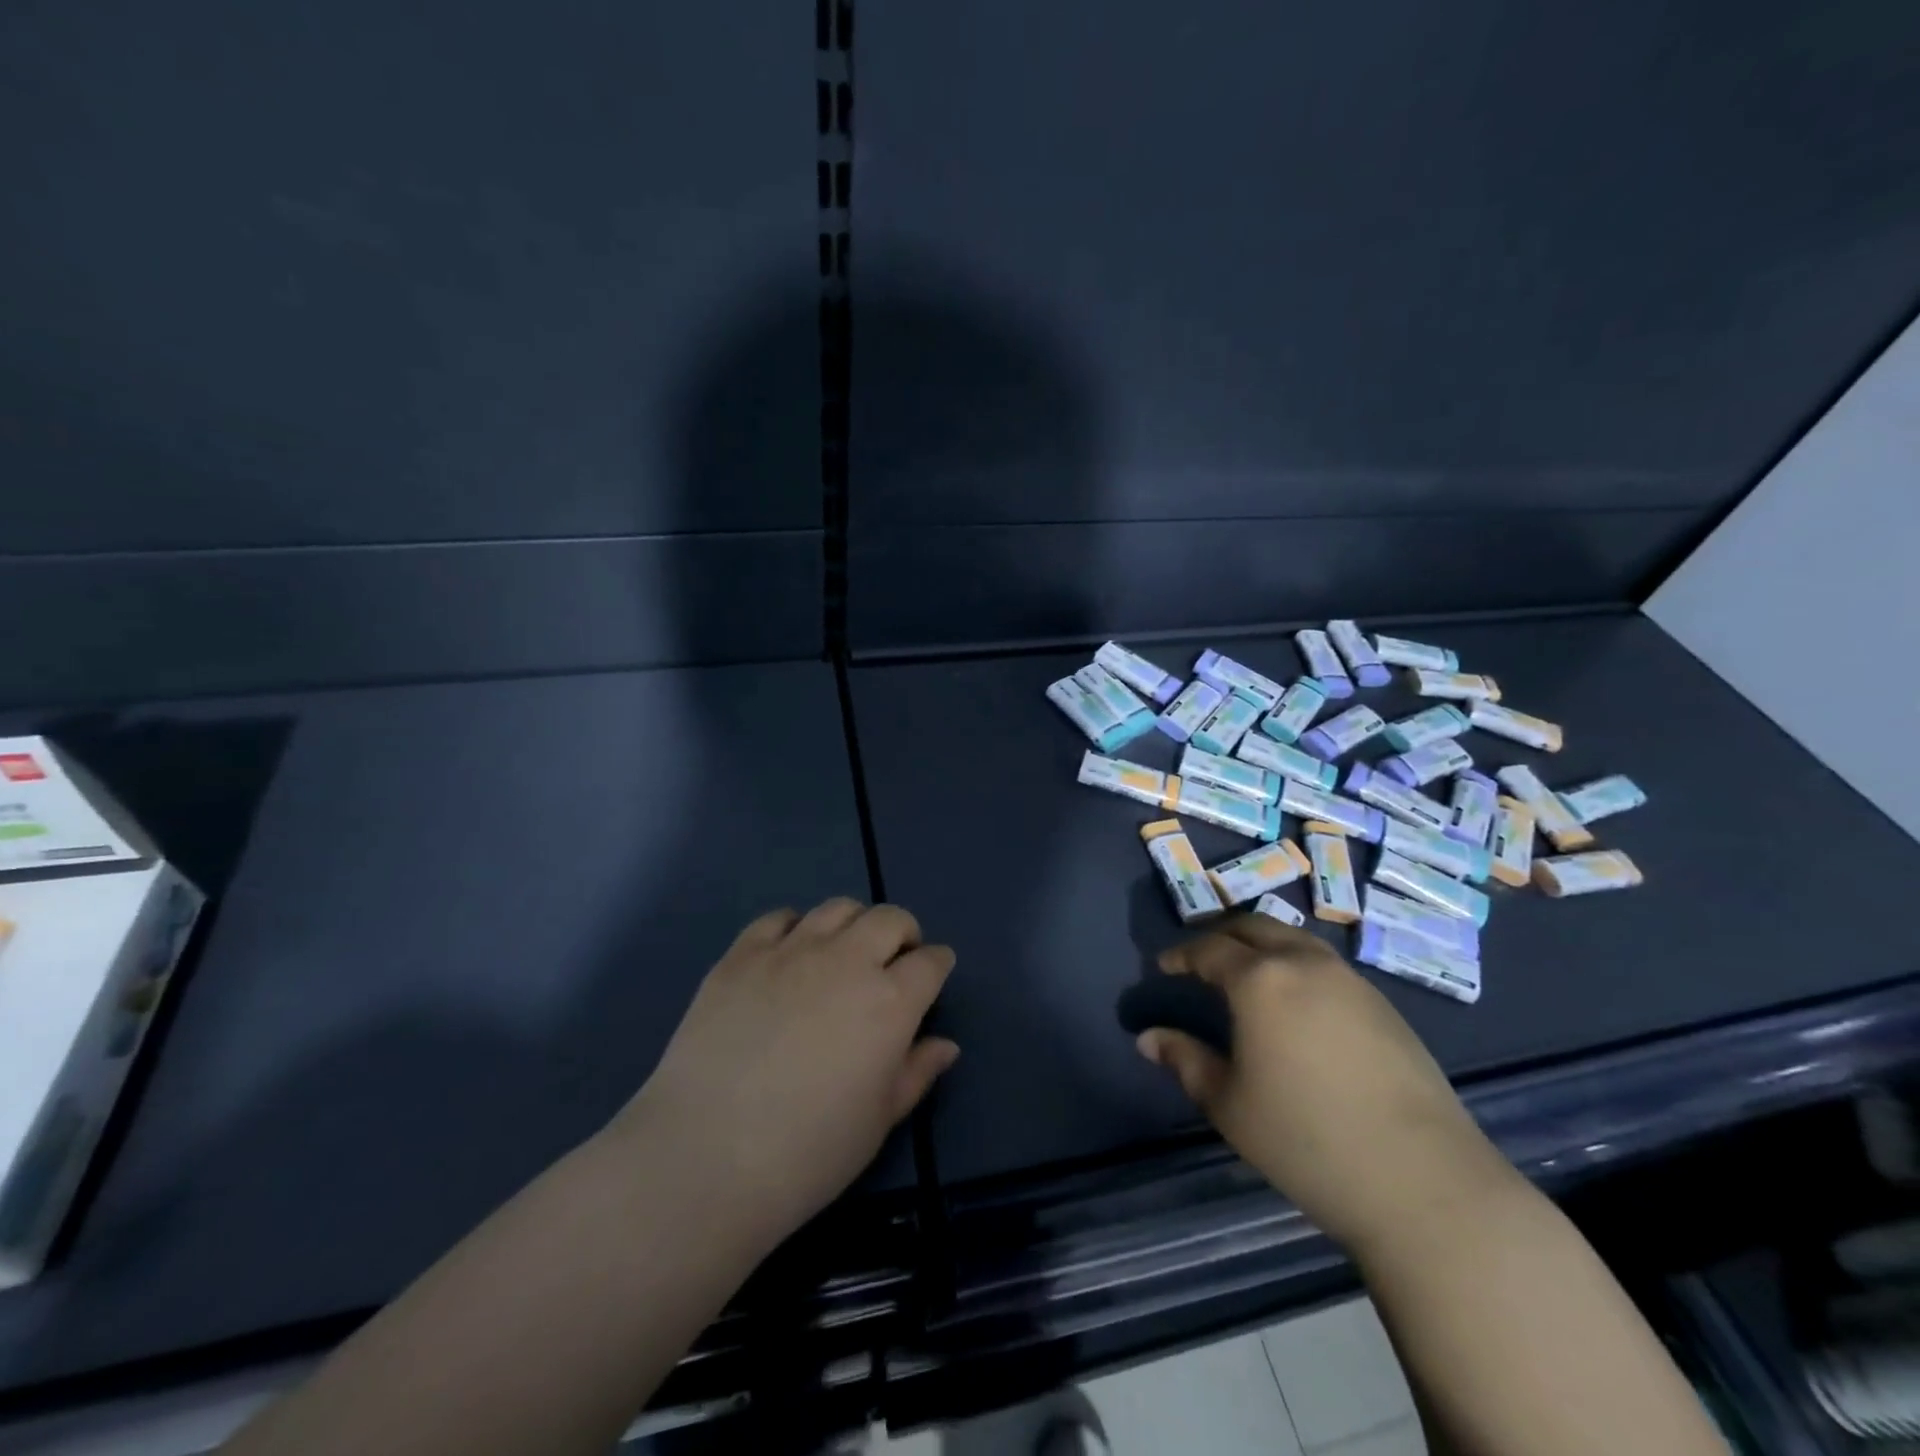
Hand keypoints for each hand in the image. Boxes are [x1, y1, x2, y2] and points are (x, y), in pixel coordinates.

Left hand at [609, 899, 957, 1253]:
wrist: (704, 1158)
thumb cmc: (808, 1152)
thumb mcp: (879, 1121)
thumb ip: (917, 1072)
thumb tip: (945, 1044)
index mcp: (890, 1001)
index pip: (930, 962)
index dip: (938, 965)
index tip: (934, 975)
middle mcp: (846, 961)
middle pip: (889, 919)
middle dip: (903, 933)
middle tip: (894, 961)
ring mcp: (790, 951)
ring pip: (837, 908)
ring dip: (854, 924)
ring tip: (844, 953)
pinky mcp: (741, 955)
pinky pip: (778, 918)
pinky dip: (795, 927)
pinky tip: (789, 955)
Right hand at [1137, 915, 1515, 1255]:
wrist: (1424, 1182)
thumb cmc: (1307, 1140)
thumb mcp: (1229, 1105)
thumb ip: (1185, 1061)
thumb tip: (1149, 1039)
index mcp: (1260, 980)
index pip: (1210, 949)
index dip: (1182, 954)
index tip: (1165, 966)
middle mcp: (1305, 964)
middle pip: (1255, 927)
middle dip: (1222, 935)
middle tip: (1201, 958)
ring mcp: (1351, 981)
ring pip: (1295, 940)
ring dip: (1263, 945)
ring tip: (1247, 972)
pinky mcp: (1385, 1006)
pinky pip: (1326, 965)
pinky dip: (1297, 965)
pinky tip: (1297, 1003)